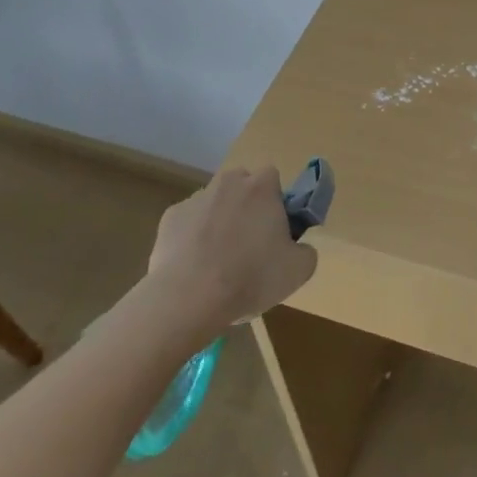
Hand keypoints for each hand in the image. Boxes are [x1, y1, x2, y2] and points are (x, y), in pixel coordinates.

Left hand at [146, 165, 317, 332]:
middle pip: (241, 186)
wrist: (188, 298)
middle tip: (249, 244)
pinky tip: (194, 267)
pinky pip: (188, 223)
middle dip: (246, 207)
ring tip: (218, 262)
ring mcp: (196, 198)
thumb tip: (298, 247)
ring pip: (214, 204)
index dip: (275, 202)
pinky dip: (192, 238)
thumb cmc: (251, 277)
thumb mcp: (299, 270)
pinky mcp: (170, 217)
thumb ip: (306, 250)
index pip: (273, 178)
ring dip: (218, 222)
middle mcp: (229, 182)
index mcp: (262, 186)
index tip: (275, 229)